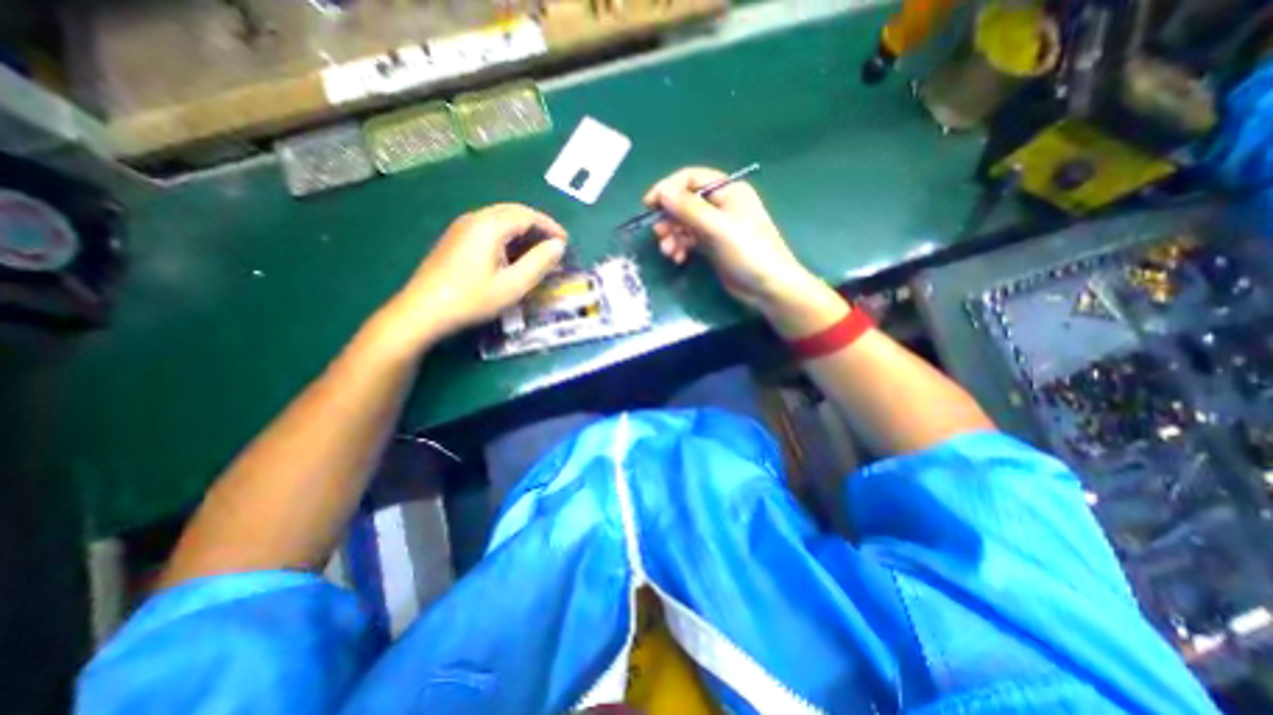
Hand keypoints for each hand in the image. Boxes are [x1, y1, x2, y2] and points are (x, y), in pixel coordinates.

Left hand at [378, 204, 566, 348]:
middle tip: (554, 245)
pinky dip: (507, 236)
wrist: (423, 311)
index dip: (550, 227)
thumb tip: (558, 246)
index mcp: (489, 225)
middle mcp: (475, 218)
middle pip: (513, 212)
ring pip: (500, 219)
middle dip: (537, 226)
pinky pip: (488, 228)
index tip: (566, 242)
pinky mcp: (455, 239)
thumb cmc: (472, 299)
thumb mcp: (513, 285)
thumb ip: (539, 263)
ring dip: (523, 231)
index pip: (527, 215)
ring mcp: (461, 227)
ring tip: (538, 251)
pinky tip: (512, 255)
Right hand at [647, 166, 815, 312]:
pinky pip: (690, 240)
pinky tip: (677, 258)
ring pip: (685, 223)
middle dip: (669, 218)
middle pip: (685, 202)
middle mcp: (721, 205)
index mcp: (728, 191)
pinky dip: (680, 246)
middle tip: (658, 235)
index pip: (691, 179)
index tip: (649, 205)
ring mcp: (717, 227)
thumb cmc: (748, 252)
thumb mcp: (717, 228)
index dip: (668, 189)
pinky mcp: (713, 246)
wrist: (767, 287)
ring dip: (672, 235)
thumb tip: (662, 193)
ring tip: (668, 252)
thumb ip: (689, 209)